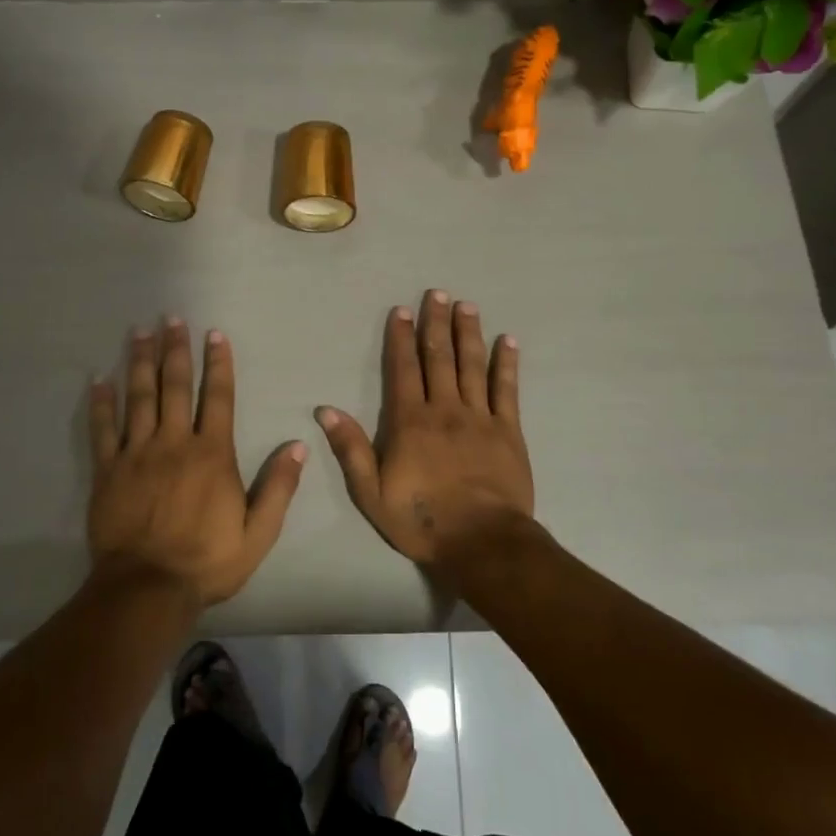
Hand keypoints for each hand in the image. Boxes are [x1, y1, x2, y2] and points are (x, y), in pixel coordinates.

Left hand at [88, 320, 305, 606]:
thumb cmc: (207, 561)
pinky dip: (101, 403)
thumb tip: (298, 446)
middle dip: (175, 350)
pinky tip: (99, 379)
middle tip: (171, 318)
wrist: (147, 589)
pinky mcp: (108, 471)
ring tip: (139, 332)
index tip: (214, 334)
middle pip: (175, 386)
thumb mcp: (258, 532)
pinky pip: (103, 429)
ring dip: (140, 362)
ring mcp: (137, 454)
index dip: (218, 364)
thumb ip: (278, 487)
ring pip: (139, 397)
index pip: (218, 398)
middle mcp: (174, 443)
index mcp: (212, 454)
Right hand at [314, 290, 535, 571]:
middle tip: (437, 293)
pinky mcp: (508, 431)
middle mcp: (445, 409)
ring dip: (468, 333)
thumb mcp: (371, 493)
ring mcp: (480, 417)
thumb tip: (326, 410)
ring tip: (467, 305)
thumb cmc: (422, 520)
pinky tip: (507, 340)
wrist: (482, 542)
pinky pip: (507, 390)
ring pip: (472, 365)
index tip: (401, 311)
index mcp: (410, 422)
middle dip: (436, 323)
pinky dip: (507, 363)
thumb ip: (351, 449)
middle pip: (439, 358)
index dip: (401, 338)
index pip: (403, 370)